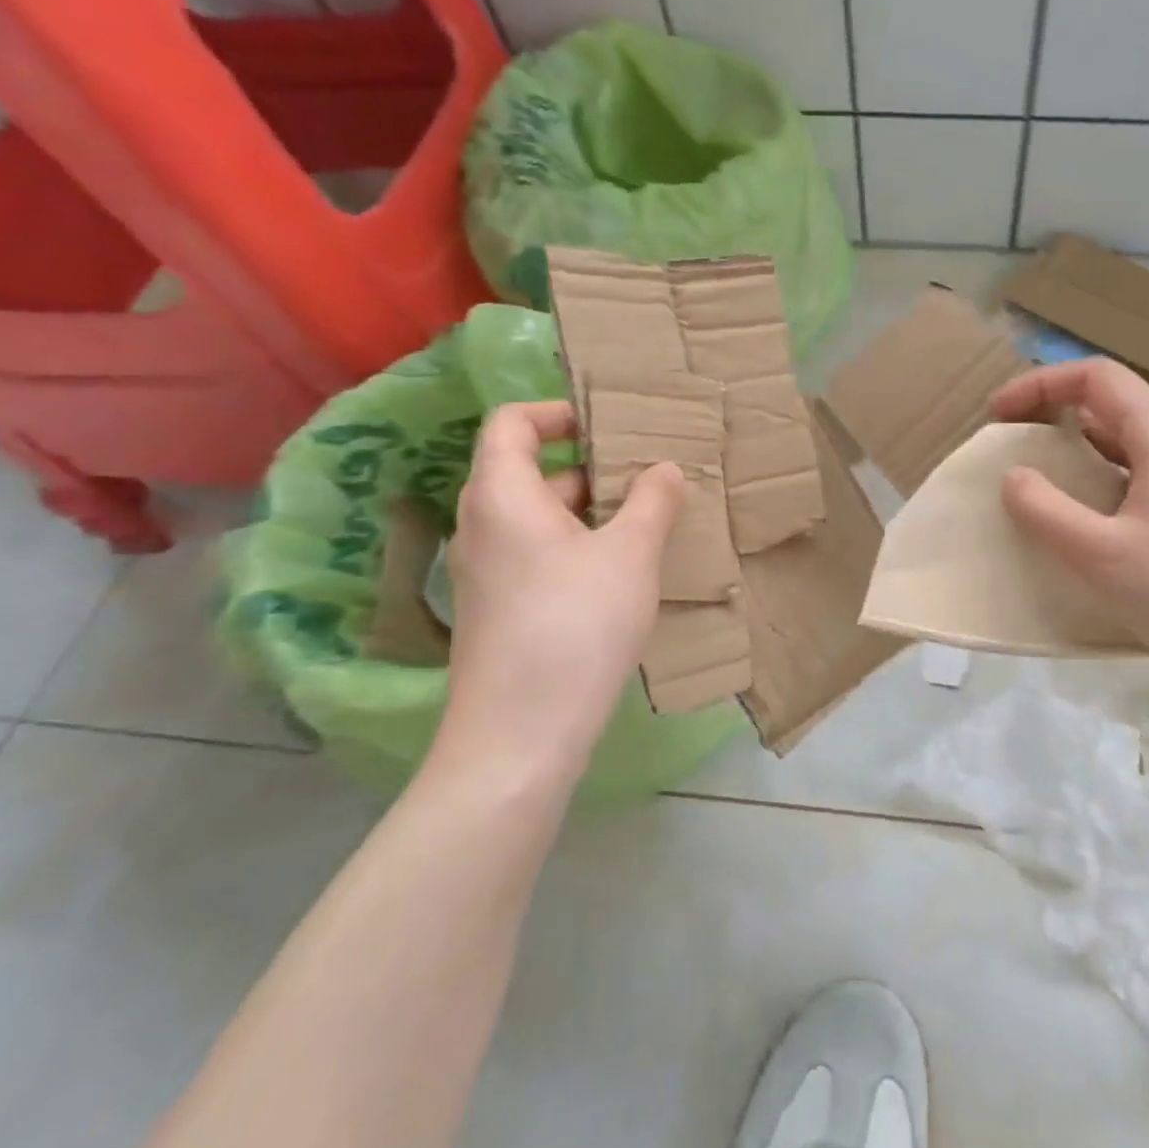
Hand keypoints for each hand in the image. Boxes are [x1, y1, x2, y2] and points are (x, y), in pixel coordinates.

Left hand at [433, 401, 682, 791]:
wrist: (521, 735)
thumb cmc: (576, 624)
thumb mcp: (630, 554)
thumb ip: (652, 502)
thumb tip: (665, 469)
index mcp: (503, 495)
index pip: (512, 423)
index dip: (557, 412)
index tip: (608, 424)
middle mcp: (483, 525)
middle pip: (529, 470)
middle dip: (591, 465)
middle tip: (647, 473)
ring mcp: (487, 571)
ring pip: (539, 518)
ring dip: (591, 510)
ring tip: (648, 519)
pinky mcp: (499, 609)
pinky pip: (538, 554)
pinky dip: (578, 546)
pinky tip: (624, 570)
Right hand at [991, 360, 1148, 693]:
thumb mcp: (1100, 554)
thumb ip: (1045, 510)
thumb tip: (1014, 477)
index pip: (1095, 377)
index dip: (1040, 385)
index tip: (998, 417)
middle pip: (1109, 405)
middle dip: (1052, 416)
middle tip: (1010, 450)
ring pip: (1121, 445)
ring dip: (1073, 455)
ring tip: (1034, 488)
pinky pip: (1135, 480)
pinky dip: (1096, 486)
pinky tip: (1078, 526)